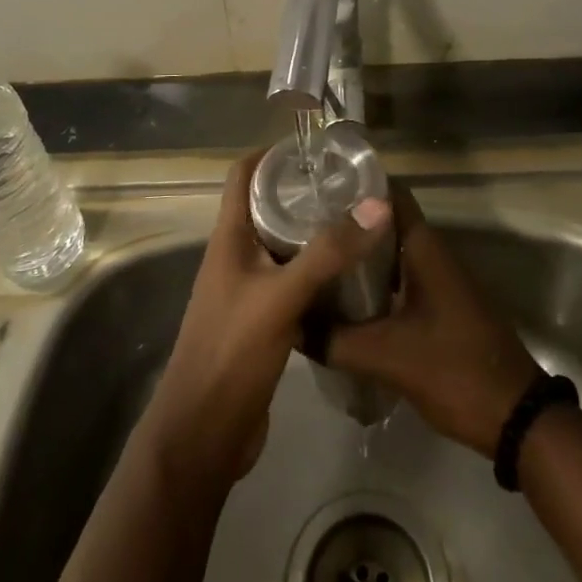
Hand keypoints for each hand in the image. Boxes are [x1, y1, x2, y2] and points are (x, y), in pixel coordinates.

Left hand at [146, 149, 393, 488]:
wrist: (203, 435)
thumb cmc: (231, 352)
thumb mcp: (281, 296)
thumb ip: (327, 253)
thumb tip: (378, 205)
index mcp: (229, 238)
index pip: (243, 175)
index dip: (273, 153)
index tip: (316, 146)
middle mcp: (237, 256)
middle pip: (268, 207)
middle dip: (305, 191)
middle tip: (353, 184)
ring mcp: (249, 290)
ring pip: (285, 246)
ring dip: (315, 232)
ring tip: (360, 221)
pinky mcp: (264, 320)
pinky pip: (293, 281)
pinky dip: (318, 271)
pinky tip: (352, 275)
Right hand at [326, 189, 540, 457]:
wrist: (515, 417)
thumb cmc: (454, 370)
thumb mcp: (388, 356)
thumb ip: (335, 339)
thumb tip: (292, 324)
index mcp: (424, 247)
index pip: (389, 193)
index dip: (355, 183)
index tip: (316, 186)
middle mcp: (431, 254)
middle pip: (384, 223)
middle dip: (347, 223)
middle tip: (301, 226)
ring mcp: (437, 281)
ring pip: (390, 254)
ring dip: (358, 256)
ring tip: (313, 260)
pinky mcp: (438, 307)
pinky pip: (399, 281)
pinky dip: (372, 283)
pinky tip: (342, 301)